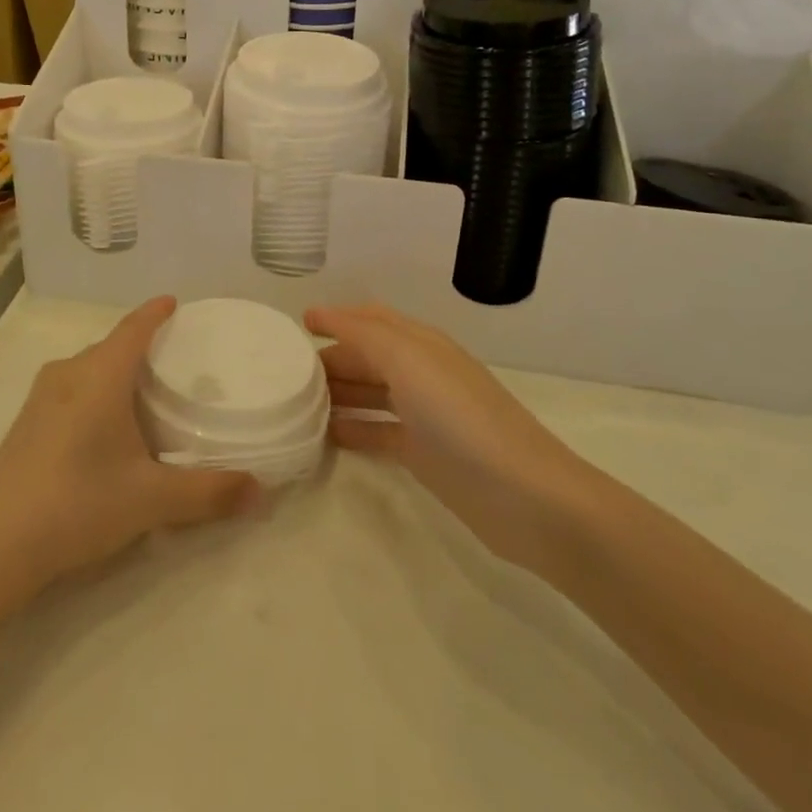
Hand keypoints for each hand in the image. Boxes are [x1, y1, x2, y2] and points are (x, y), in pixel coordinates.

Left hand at [0, 297, 259, 603]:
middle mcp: (68, 374)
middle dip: (139, 347)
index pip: (133, 328)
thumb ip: (209, 492)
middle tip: (172, 360)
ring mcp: (40, 398)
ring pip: (87, 370)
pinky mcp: (24, 424)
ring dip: (114, 372)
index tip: (173, 302)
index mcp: (100, 375)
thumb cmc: (79, 503)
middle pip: (110, 347)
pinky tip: (102, 429)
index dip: (155, 313)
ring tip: (142, 394)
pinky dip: (93, 393)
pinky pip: (69, 391)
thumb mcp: (152, 499)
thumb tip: (262, 491)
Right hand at [306, 303, 595, 570]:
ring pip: (370, 392)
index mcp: (420, 344)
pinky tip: (326, 436)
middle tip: (287, 371)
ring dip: (338, 392)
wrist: (524, 495)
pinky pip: (378, 431)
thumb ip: (362, 334)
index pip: (371, 319)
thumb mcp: (408, 360)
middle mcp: (421, 372)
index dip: (336, 316)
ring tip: (298, 402)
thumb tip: (321, 316)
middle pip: (368, 355)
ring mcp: (423, 415)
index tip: (297, 324)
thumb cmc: (460, 417)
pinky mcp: (424, 453)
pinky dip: (352, 429)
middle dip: (331, 356)